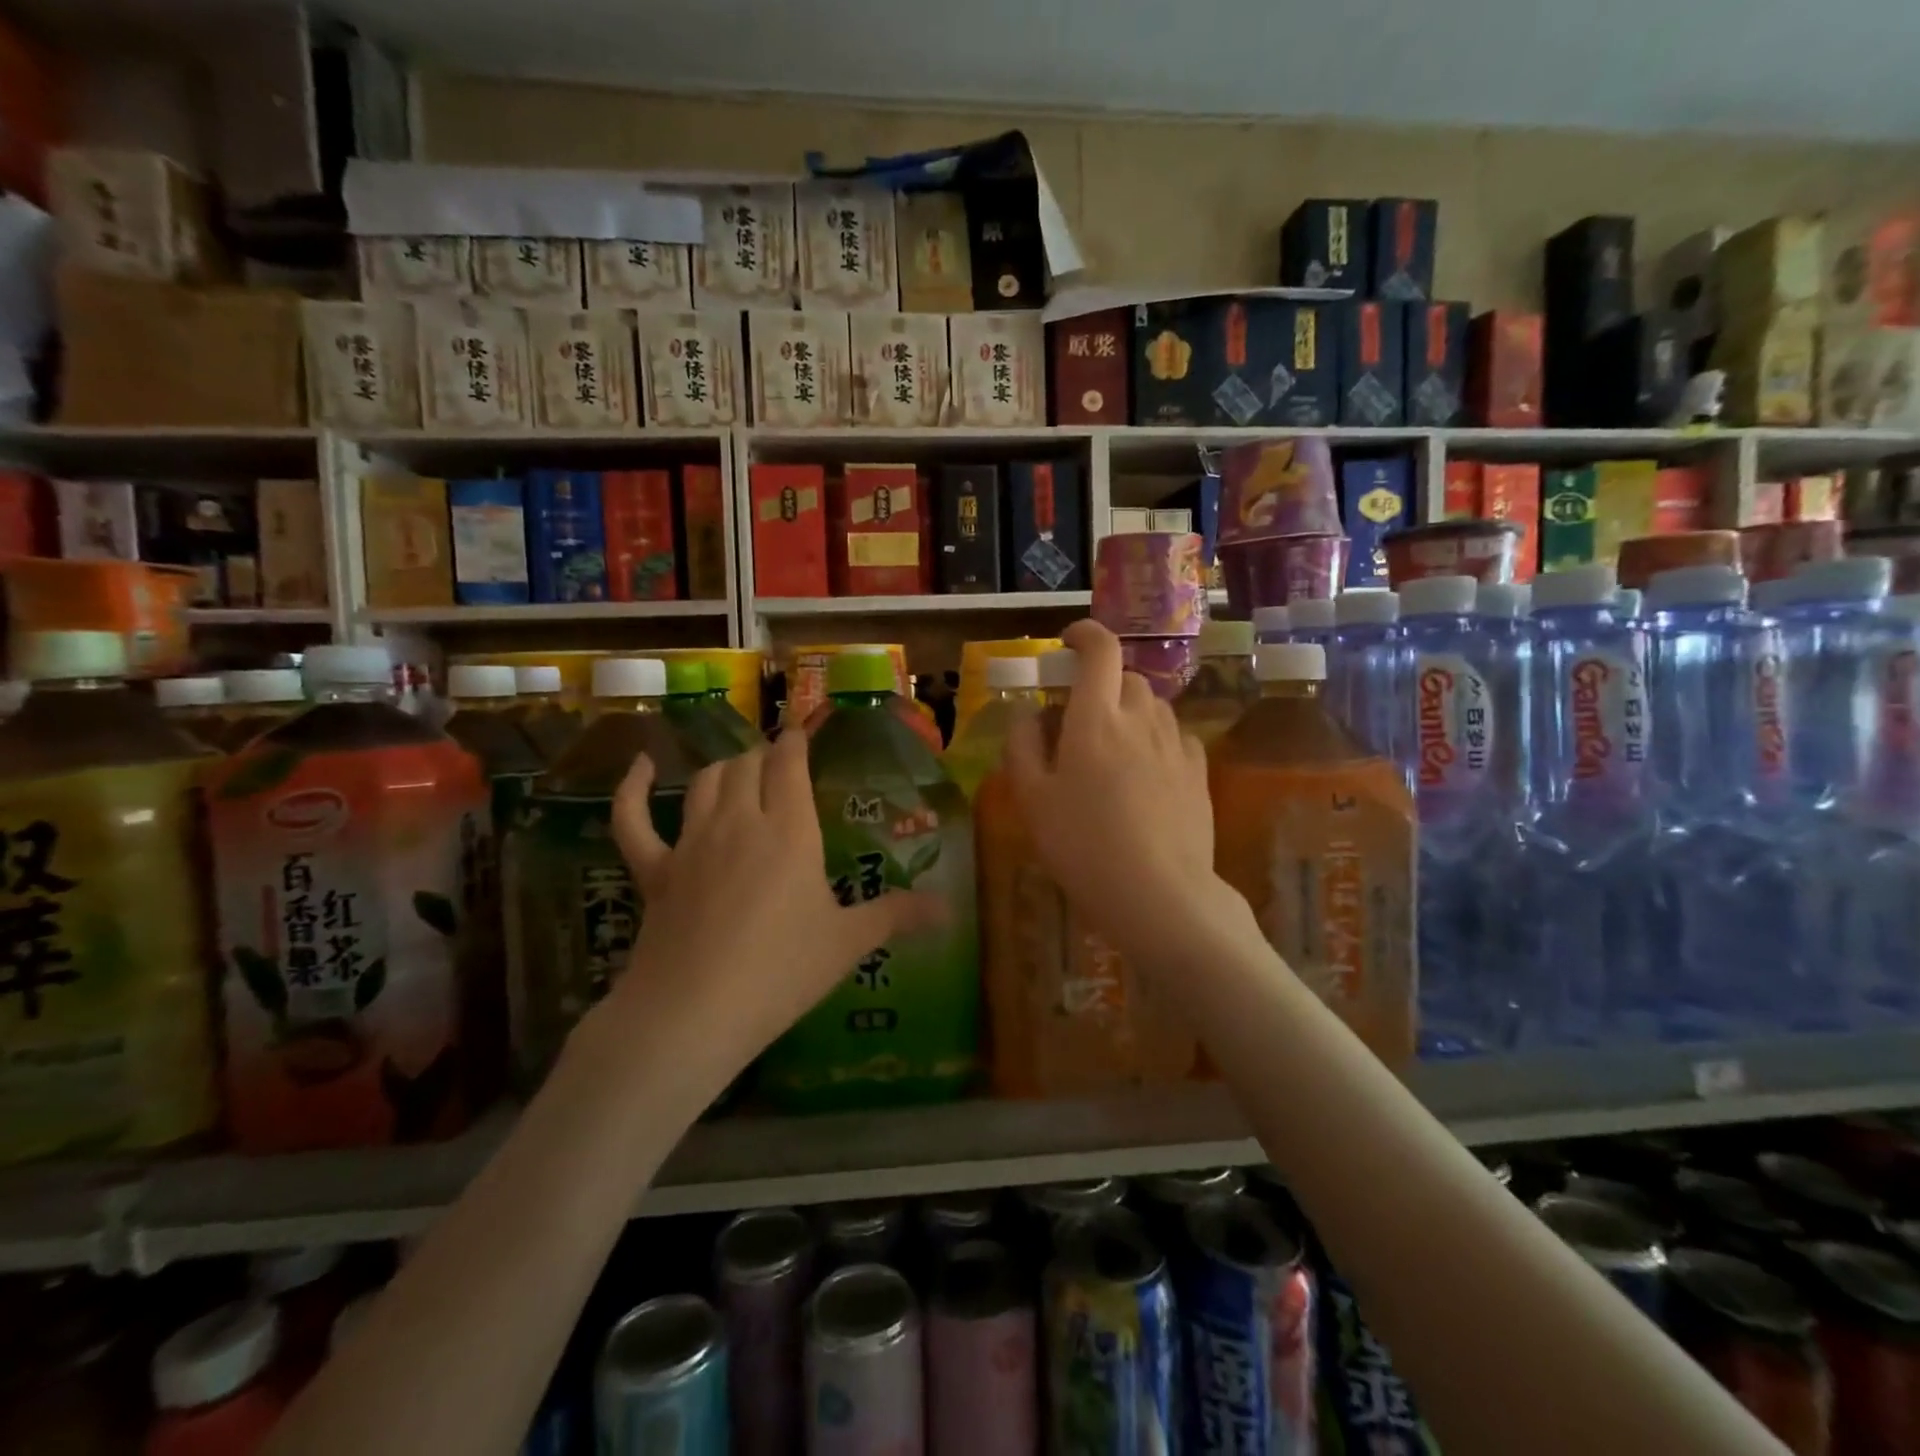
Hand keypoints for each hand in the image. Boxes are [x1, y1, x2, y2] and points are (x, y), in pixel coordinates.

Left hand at [602, 730, 944, 1082]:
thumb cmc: (781, 972)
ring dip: (724, 769)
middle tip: (779, 765)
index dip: (795, 741)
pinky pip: (634, 819)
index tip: (801, 731)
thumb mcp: (847, 943)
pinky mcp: (654, 870)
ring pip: (705, 782)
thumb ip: (897, 916)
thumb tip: (949, 909)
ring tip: (739, 771)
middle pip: (748, 765)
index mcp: (789, 831)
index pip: (789, 763)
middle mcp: (740, 822)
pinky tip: (641, 768)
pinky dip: (633, 789)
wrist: (693, 1013)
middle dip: (764, 757)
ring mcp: (691, 843)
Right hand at [1003, 620, 1236, 966]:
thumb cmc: (1083, 846)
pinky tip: (1145, 772)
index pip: (1100, 650)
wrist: (1159, 895)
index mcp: (1096, 719)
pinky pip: (1175, 737)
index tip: (1067, 643)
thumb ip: (1022, 746)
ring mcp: (1176, 745)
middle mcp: (1141, 720)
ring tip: (1111, 749)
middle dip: (1101, 683)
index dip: (1084, 634)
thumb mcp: (1032, 799)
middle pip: (1126, 677)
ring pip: (1153, 706)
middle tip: (1079, 716)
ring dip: (1130, 711)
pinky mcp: (1199, 773)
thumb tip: (1029, 714)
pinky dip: (1156, 740)